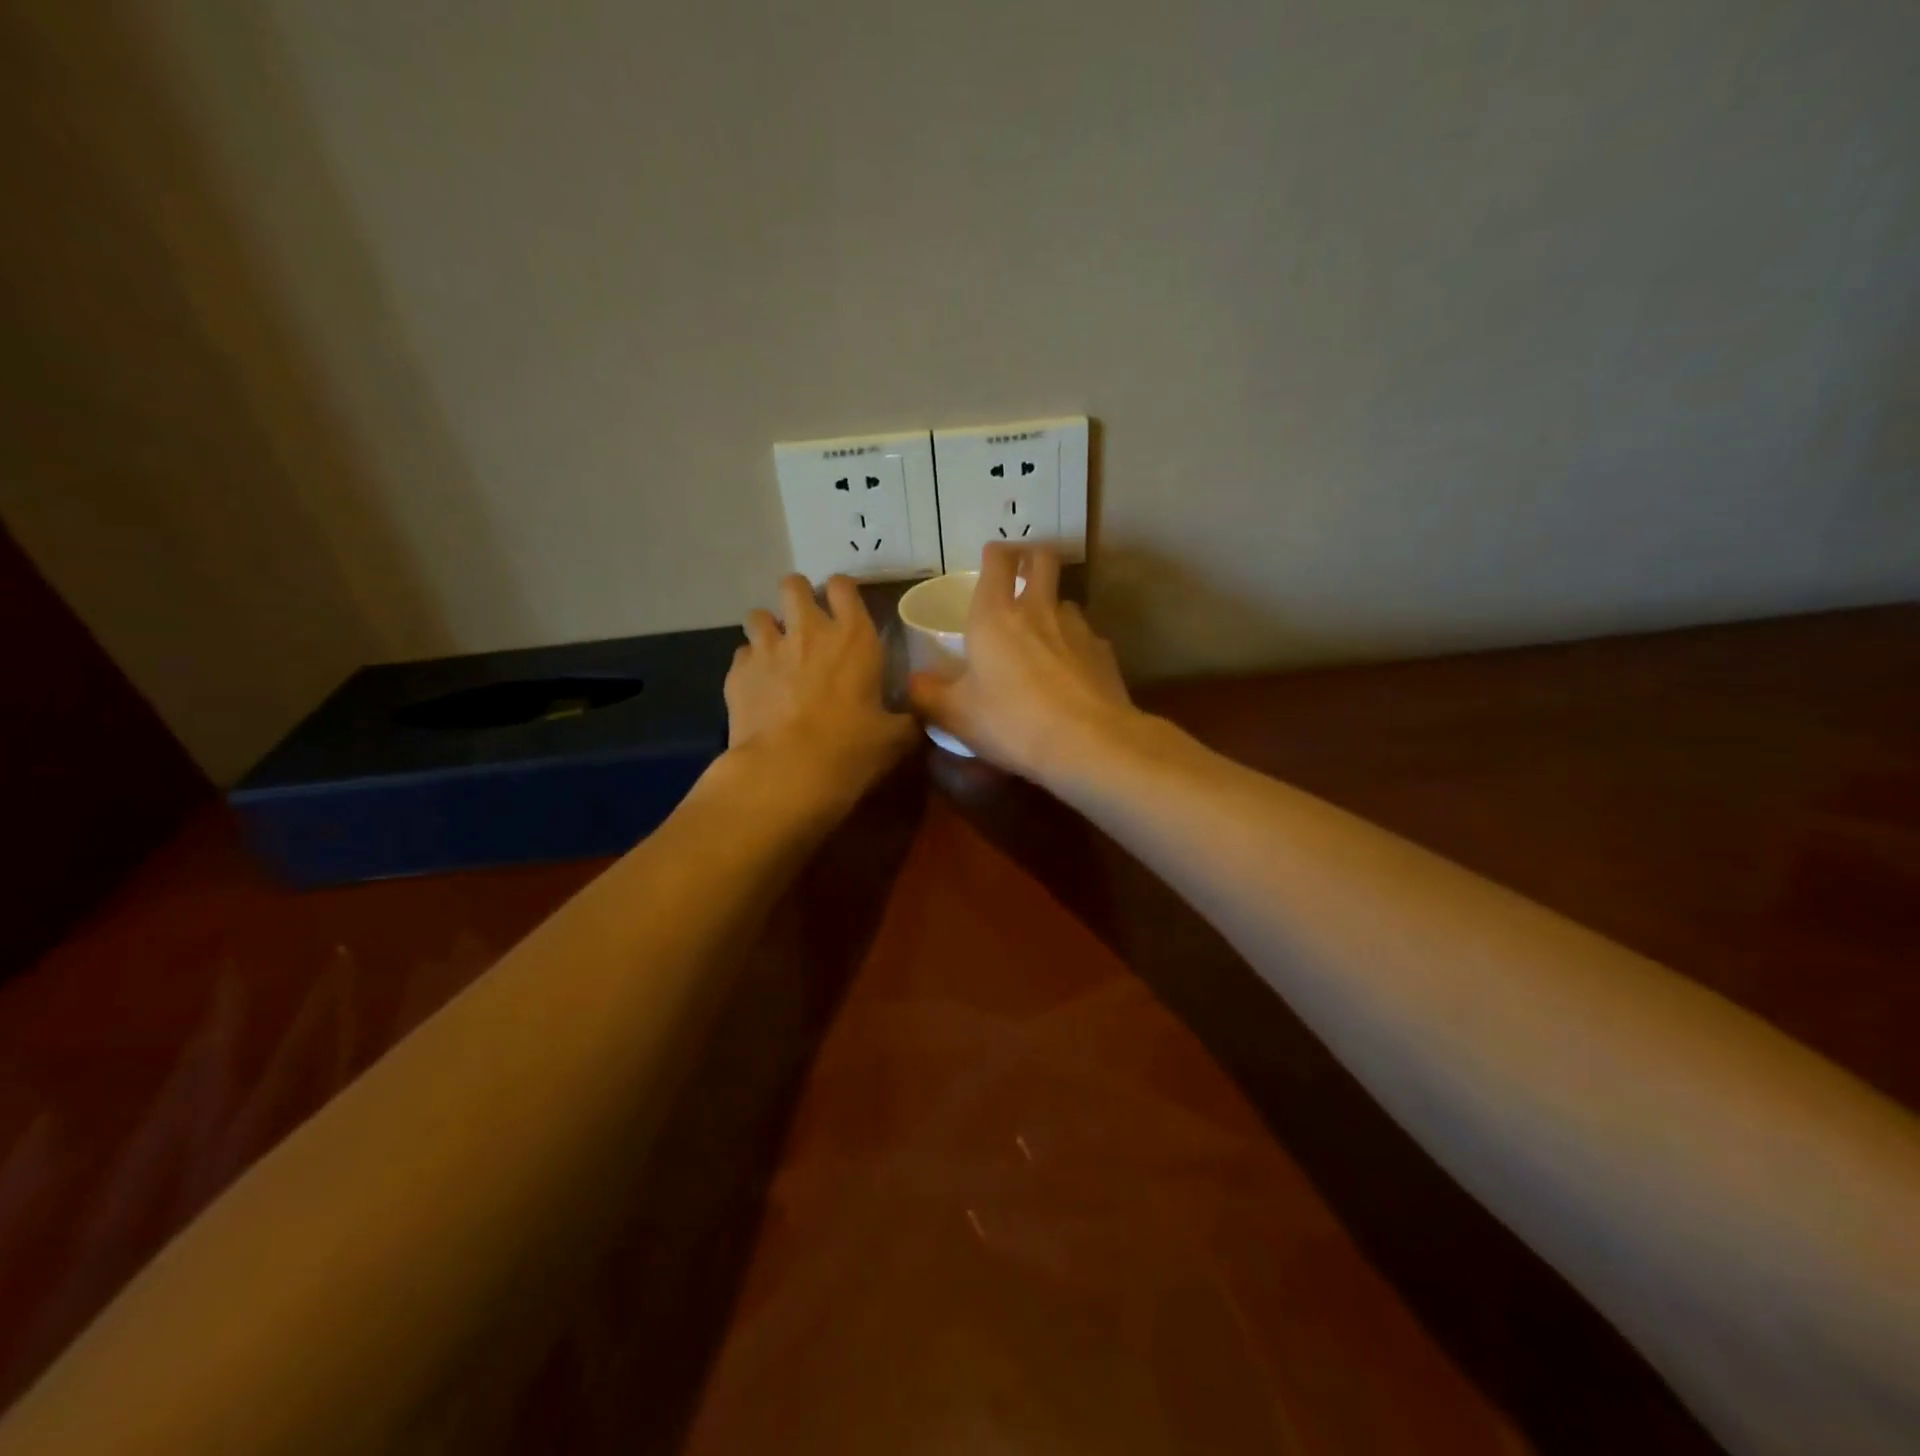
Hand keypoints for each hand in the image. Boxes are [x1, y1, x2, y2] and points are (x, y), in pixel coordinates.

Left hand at [726, 574, 915, 800]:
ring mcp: (767, 649)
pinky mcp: (737, 673)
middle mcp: (807, 631)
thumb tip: (922, 717)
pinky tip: (759, 687)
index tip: (844, 609)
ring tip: (777, 652)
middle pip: (793, 585)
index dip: (842, 592)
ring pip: (758, 615)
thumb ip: (910, 720)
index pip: (843, 586)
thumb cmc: (850, 749)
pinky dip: (750, 665)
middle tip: (806, 624)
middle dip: (798, 598)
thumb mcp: (895, 739)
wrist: (785, 772)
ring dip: (768, 628)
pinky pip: (742, 654)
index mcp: (853, 637)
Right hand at [908, 544, 1135, 781]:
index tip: (990, 558)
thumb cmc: (1012, 721)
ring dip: (1053, 610)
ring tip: (1044, 638)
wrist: (1088, 743)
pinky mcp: (1104, 653)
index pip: (998, 561)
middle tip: (1023, 573)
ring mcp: (1077, 629)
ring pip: (1066, 602)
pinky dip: (1075, 649)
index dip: (994, 554)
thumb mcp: (957, 716)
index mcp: (995, 616)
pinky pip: (1086, 640)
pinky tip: (1070, 676)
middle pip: (1043, 560)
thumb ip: (929, 695)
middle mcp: (1039, 610)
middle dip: (1032, 558)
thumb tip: (913, 683)